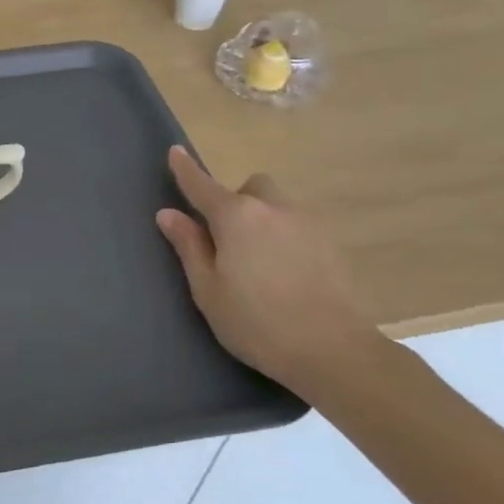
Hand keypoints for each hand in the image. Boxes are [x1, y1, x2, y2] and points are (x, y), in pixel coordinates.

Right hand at [155, 147, 382, 395]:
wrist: (335, 351)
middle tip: (226, 238)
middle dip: (235, 201)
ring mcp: (307, 224)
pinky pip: (297, 227)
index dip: (185, 169)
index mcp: (236, 217)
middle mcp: (273, 209)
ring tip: (257, 261)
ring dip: (261, 219)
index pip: (201, 185)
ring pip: (277, 206)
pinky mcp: (332, 245)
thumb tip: (169, 214)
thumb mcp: (208, 289)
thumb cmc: (257, 322)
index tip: (174, 151)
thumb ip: (189, 246)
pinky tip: (284, 273)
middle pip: (250, 188)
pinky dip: (284, 237)